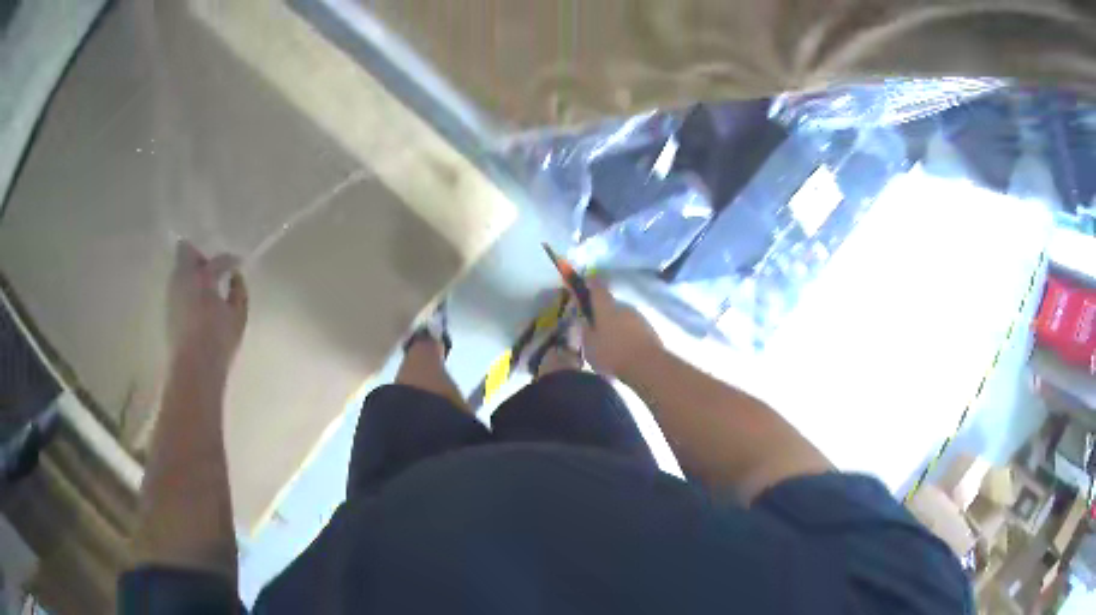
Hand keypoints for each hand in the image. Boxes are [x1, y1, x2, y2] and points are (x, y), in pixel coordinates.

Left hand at [167, 241, 248, 368]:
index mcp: (203, 276)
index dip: (230, 261)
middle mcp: (182, 278)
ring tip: (206, 288)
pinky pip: (178, 288)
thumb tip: (235, 277)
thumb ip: (239, 292)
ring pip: (180, 270)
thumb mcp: (237, 317)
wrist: (192, 369)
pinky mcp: (168, 309)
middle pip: (186, 252)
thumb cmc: (218, 341)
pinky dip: (188, 290)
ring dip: (192, 274)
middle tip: (213, 269)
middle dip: (199, 256)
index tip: (238, 264)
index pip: (218, 260)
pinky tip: (198, 305)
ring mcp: (172, 293)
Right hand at [577, 281, 661, 378]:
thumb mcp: (589, 346)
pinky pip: (634, 329)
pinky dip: (628, 335)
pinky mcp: (650, 329)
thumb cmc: (613, 354)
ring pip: (623, 318)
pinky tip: (625, 350)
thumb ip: (586, 331)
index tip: (587, 282)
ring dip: (617, 326)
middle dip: (604, 314)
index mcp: (606, 308)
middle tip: (598, 329)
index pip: (597, 289)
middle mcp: (623, 307)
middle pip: (611, 306)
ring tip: (612, 344)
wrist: (647, 364)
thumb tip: (586, 321)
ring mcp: (639, 317)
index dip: (591, 284)